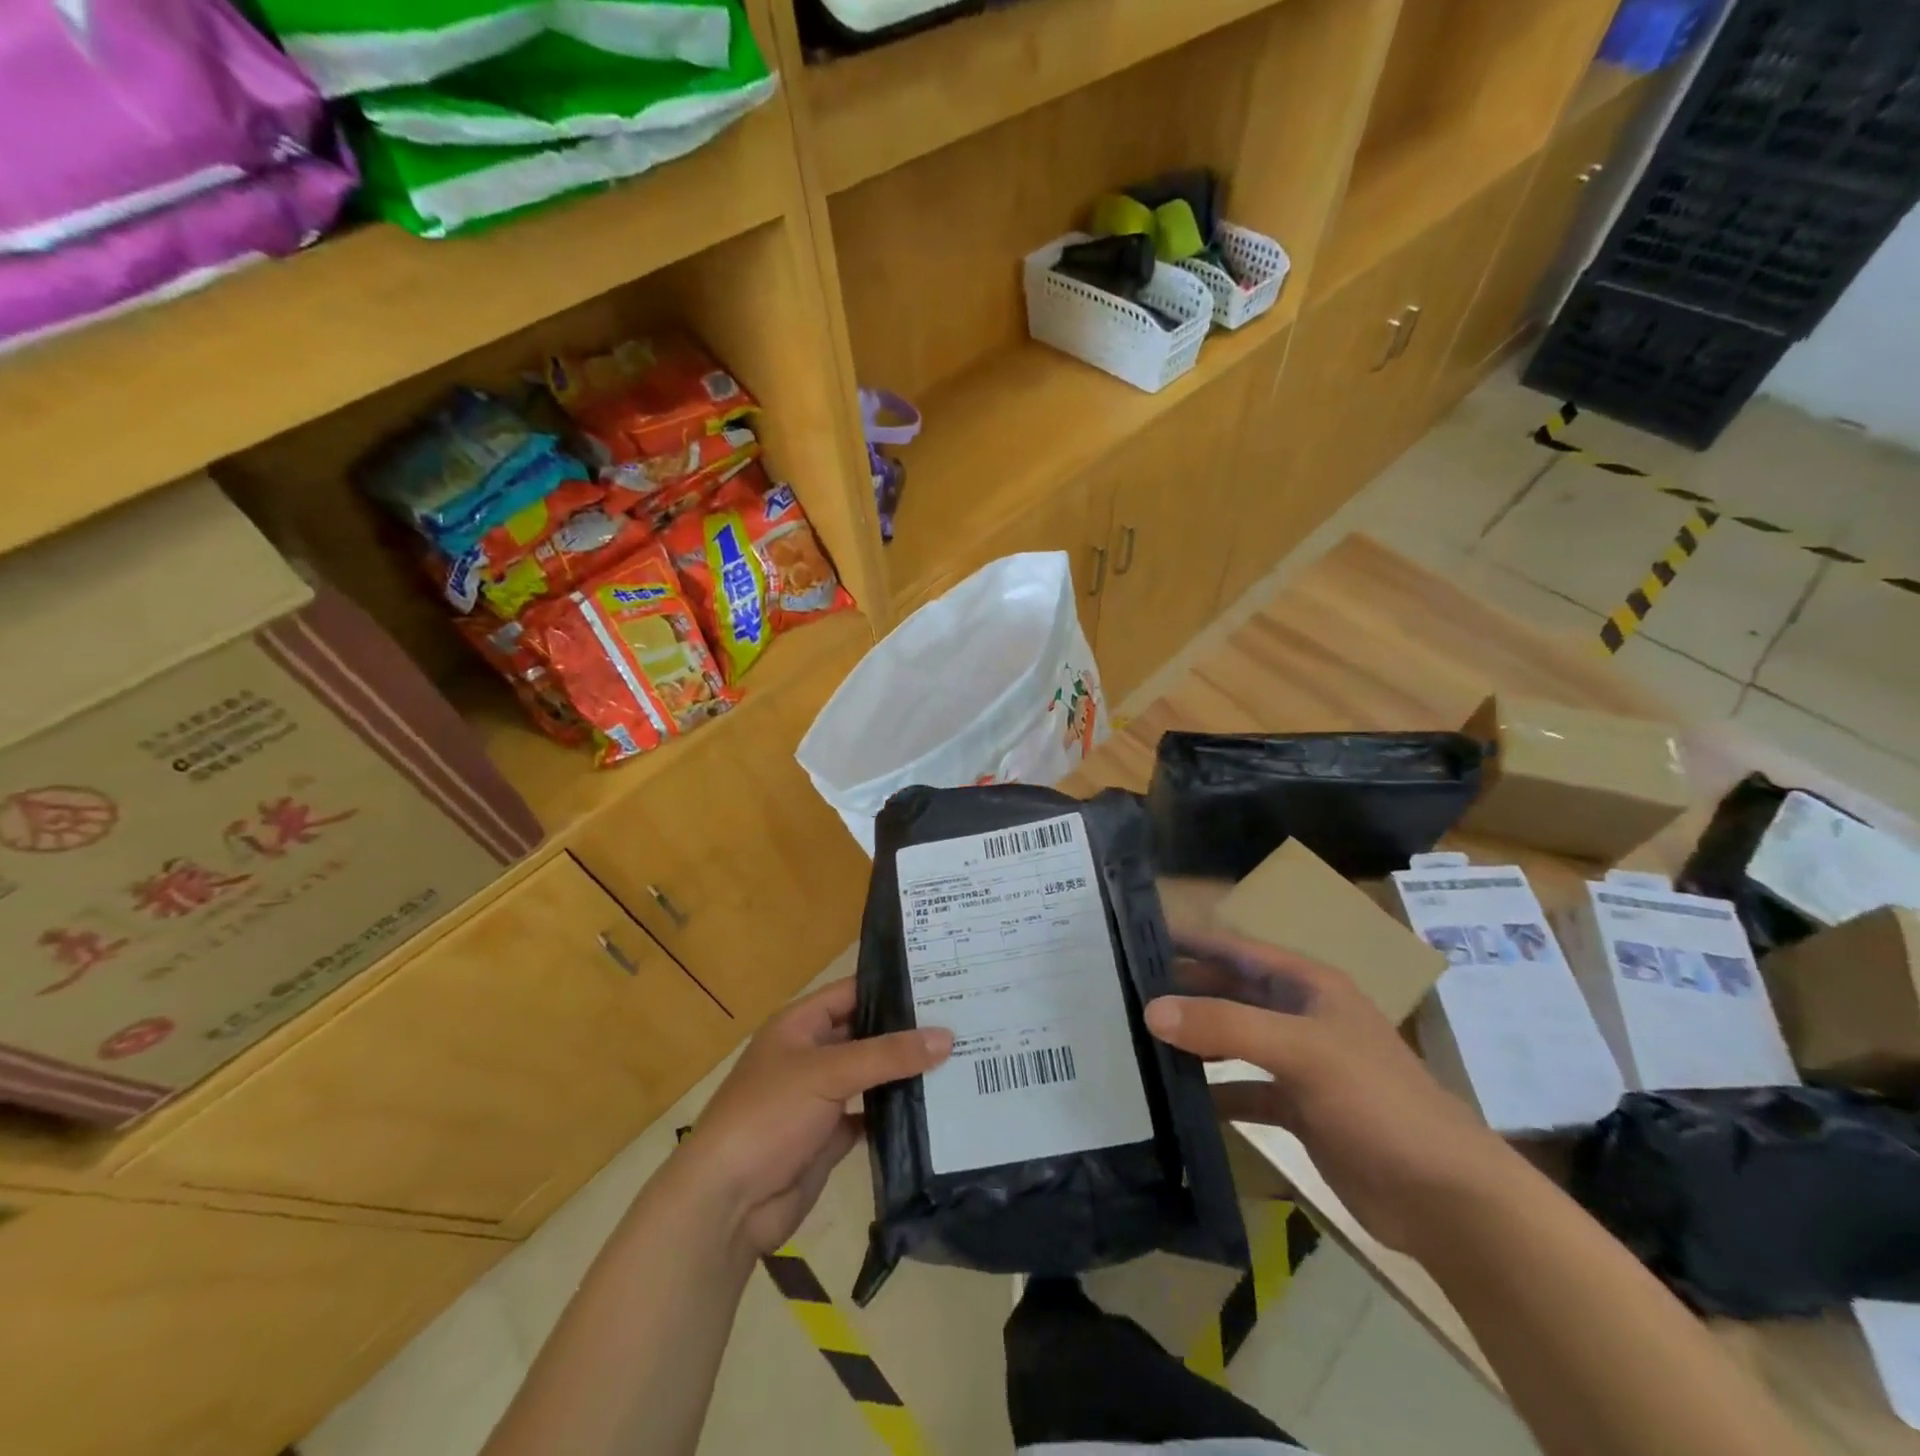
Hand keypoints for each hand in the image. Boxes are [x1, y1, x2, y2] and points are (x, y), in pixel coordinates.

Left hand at [673, 978, 951, 1257]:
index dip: (892, 986)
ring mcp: (821, 1097)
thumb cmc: (769, 1115)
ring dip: (905, 1072)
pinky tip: (935, 1108)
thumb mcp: (828, 1072)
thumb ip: (888, 1054)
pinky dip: (896, 1113)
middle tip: (964, 1020)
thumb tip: (947, 1036)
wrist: (726, 1203)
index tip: (943, 980)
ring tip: (960, 1059)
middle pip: (866, 1033)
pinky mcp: (830, 1136)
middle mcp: (812, 1054)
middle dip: (907, 1030)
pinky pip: (871, 1115)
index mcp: (800, 1024)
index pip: (853, 992)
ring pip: (871, 1075)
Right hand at [1144, 930, 1520, 1254]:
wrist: (1445, 1199)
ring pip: (1232, 1040)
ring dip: (1193, 1040)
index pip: (1235, 948)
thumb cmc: (1377, 1102)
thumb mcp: (1301, 1052)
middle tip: (1122, 992)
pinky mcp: (1298, 1109)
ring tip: (1137, 1039)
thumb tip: (1151, 1010)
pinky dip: (1213, 1092)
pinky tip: (1177, 1099)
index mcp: (1306, 985)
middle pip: (1229, 992)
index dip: (1189, 940)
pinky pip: (1242, 1089)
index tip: (1135, 937)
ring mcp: (1298, 1063)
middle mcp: (1299, 1015)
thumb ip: (1225, 1026)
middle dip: (1182, 991)